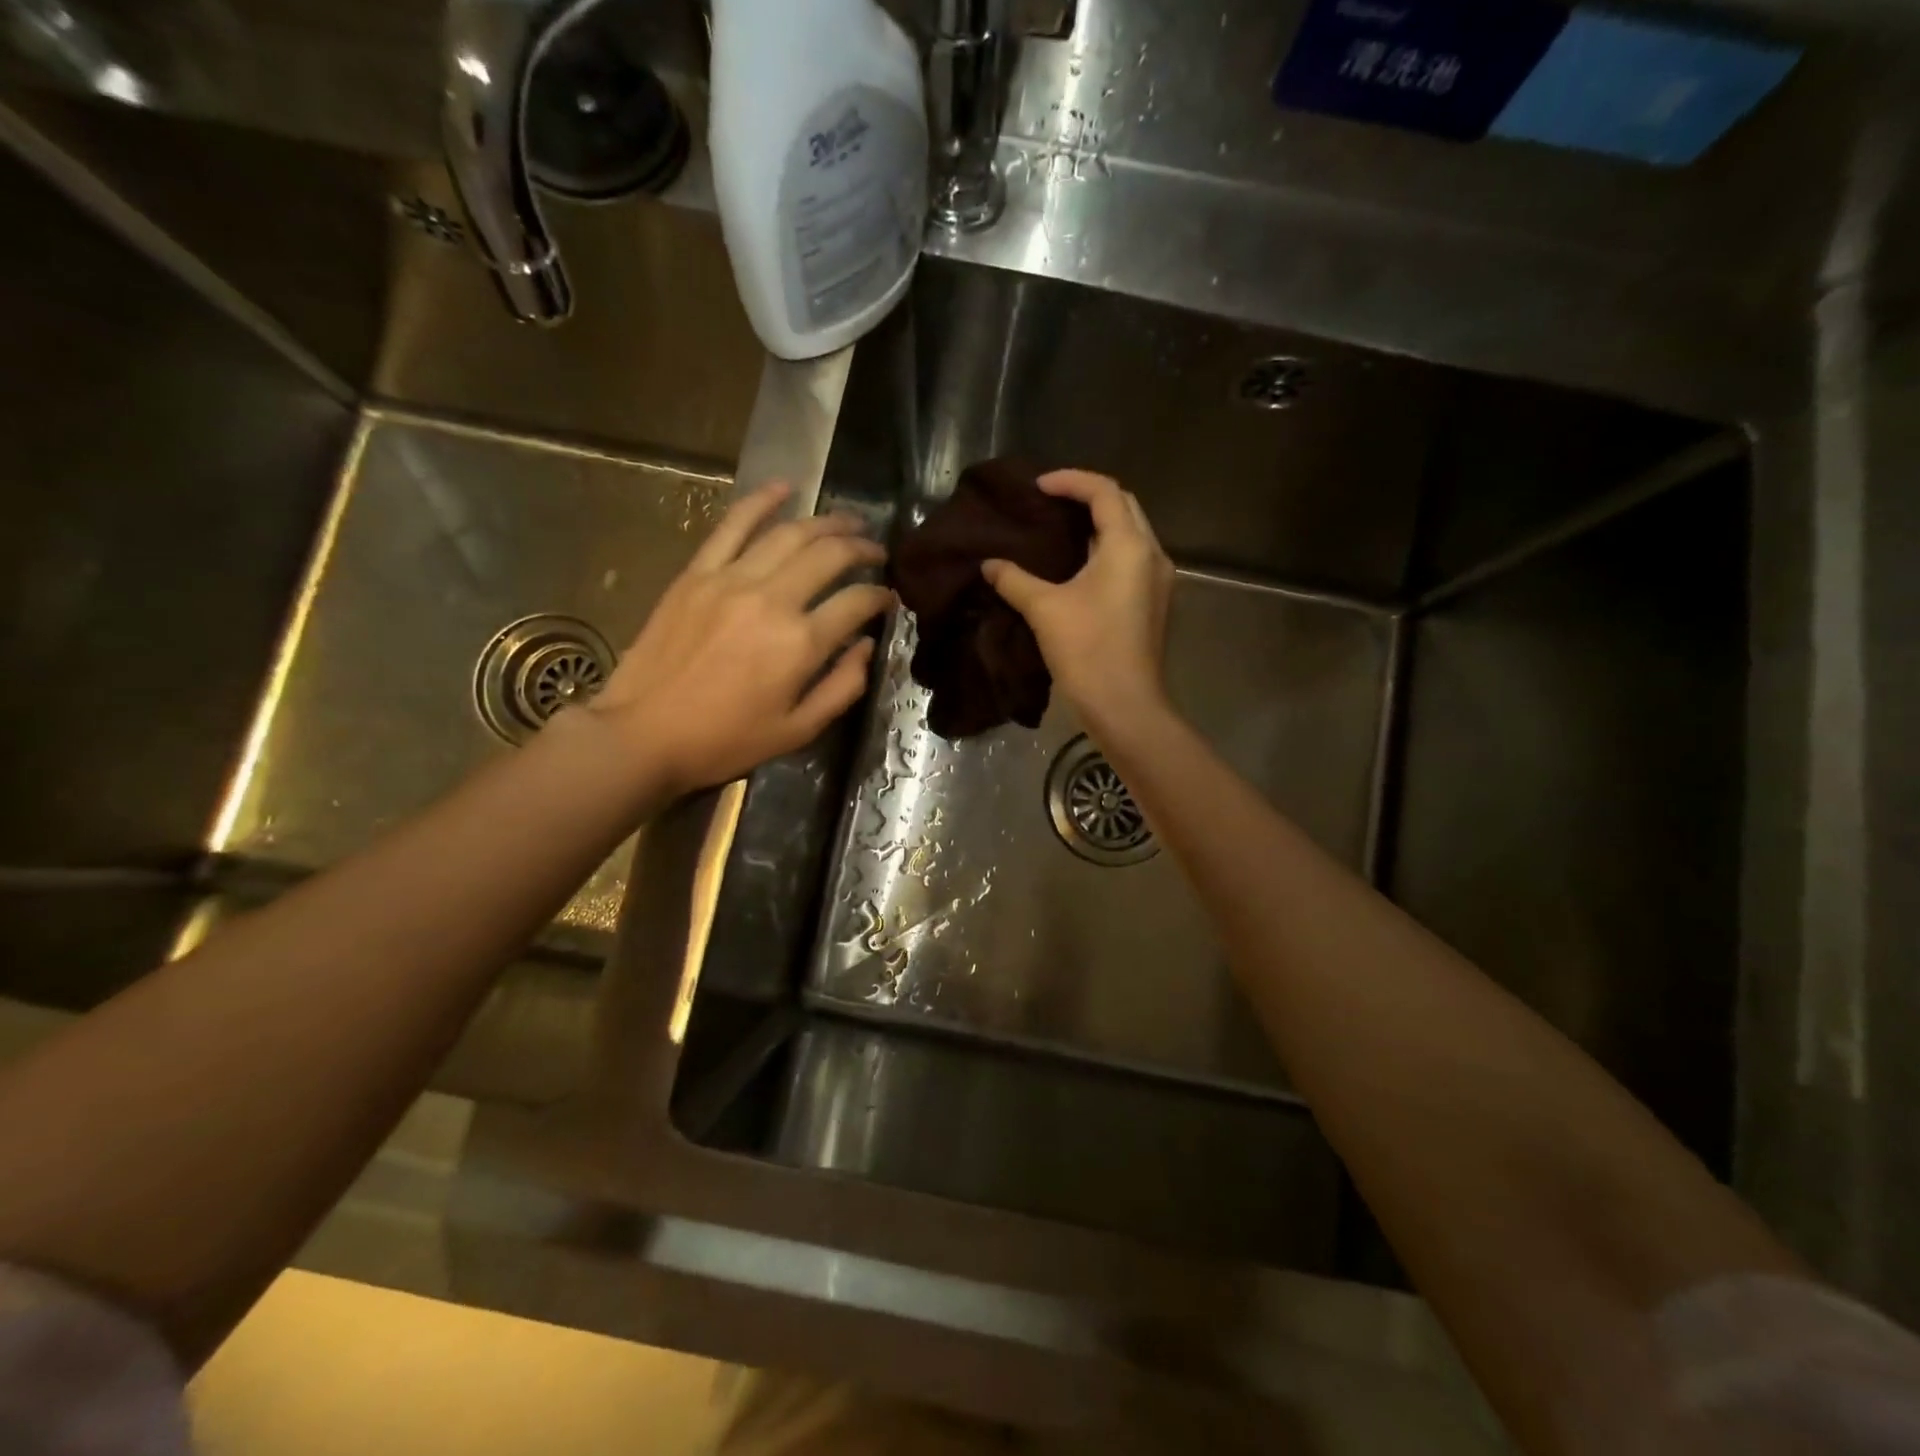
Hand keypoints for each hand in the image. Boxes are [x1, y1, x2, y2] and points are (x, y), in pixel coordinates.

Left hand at [587, 482, 892, 795]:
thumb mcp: (798, 731)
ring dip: (827, 522)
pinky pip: (732, 524)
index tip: (888, 598)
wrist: (643, 734)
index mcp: (800, 644)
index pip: (857, 602)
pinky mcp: (697, 573)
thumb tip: (867, 647)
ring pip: (790, 533)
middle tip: (877, 552)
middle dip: (863, 548)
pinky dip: (761, 500)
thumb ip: (843, 688)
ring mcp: (731, 579)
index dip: (881, 596)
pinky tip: (786, 486)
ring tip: (848, 522)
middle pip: (830, 555)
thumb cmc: (725, 741)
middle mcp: (772, 600)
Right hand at [982, 470, 1174, 727]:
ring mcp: (1158, 580)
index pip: (1104, 492)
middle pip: (1124, 506)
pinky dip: (1106, 550)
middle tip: (1050, 504)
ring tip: (1060, 530)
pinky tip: (1078, 566)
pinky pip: (1132, 559)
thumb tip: (989, 565)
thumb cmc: (1087, 651)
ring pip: (1131, 534)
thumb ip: (1015, 580)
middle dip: (1088, 497)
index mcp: (1129, 546)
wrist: (1125, 705)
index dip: (1070, 481)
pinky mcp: (1155, 603)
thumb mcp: (1044, 610)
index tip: (1038, 487)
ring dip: (1099, 524)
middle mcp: (1152, 554)